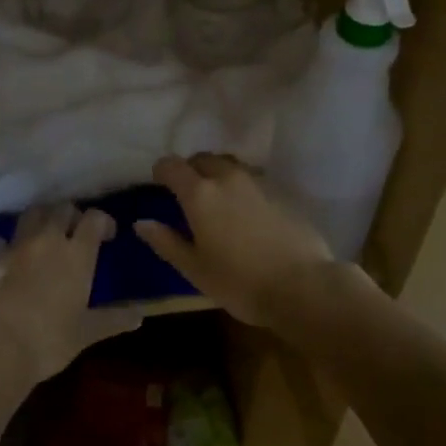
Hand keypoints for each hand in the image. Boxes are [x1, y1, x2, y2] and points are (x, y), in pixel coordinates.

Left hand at [0, 204, 141, 384]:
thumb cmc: (49, 342)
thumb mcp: (86, 333)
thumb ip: (114, 319)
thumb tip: (140, 315)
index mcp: (77, 255)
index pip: (94, 218)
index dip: (103, 221)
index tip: (107, 235)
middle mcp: (48, 240)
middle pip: (62, 208)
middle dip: (72, 215)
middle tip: (75, 233)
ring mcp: (17, 246)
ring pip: (32, 214)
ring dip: (42, 219)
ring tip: (45, 236)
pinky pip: (0, 239)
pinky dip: (7, 243)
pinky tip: (10, 255)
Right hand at [134, 154, 339, 327]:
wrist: (304, 286)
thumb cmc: (241, 282)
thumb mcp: (195, 269)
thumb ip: (166, 242)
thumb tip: (141, 223)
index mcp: (200, 194)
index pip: (171, 165)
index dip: (161, 171)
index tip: (159, 184)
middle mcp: (227, 178)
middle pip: (202, 159)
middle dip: (190, 169)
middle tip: (187, 193)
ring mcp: (258, 182)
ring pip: (230, 166)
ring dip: (217, 175)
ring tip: (217, 200)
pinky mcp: (281, 193)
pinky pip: (252, 179)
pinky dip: (241, 187)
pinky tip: (245, 212)